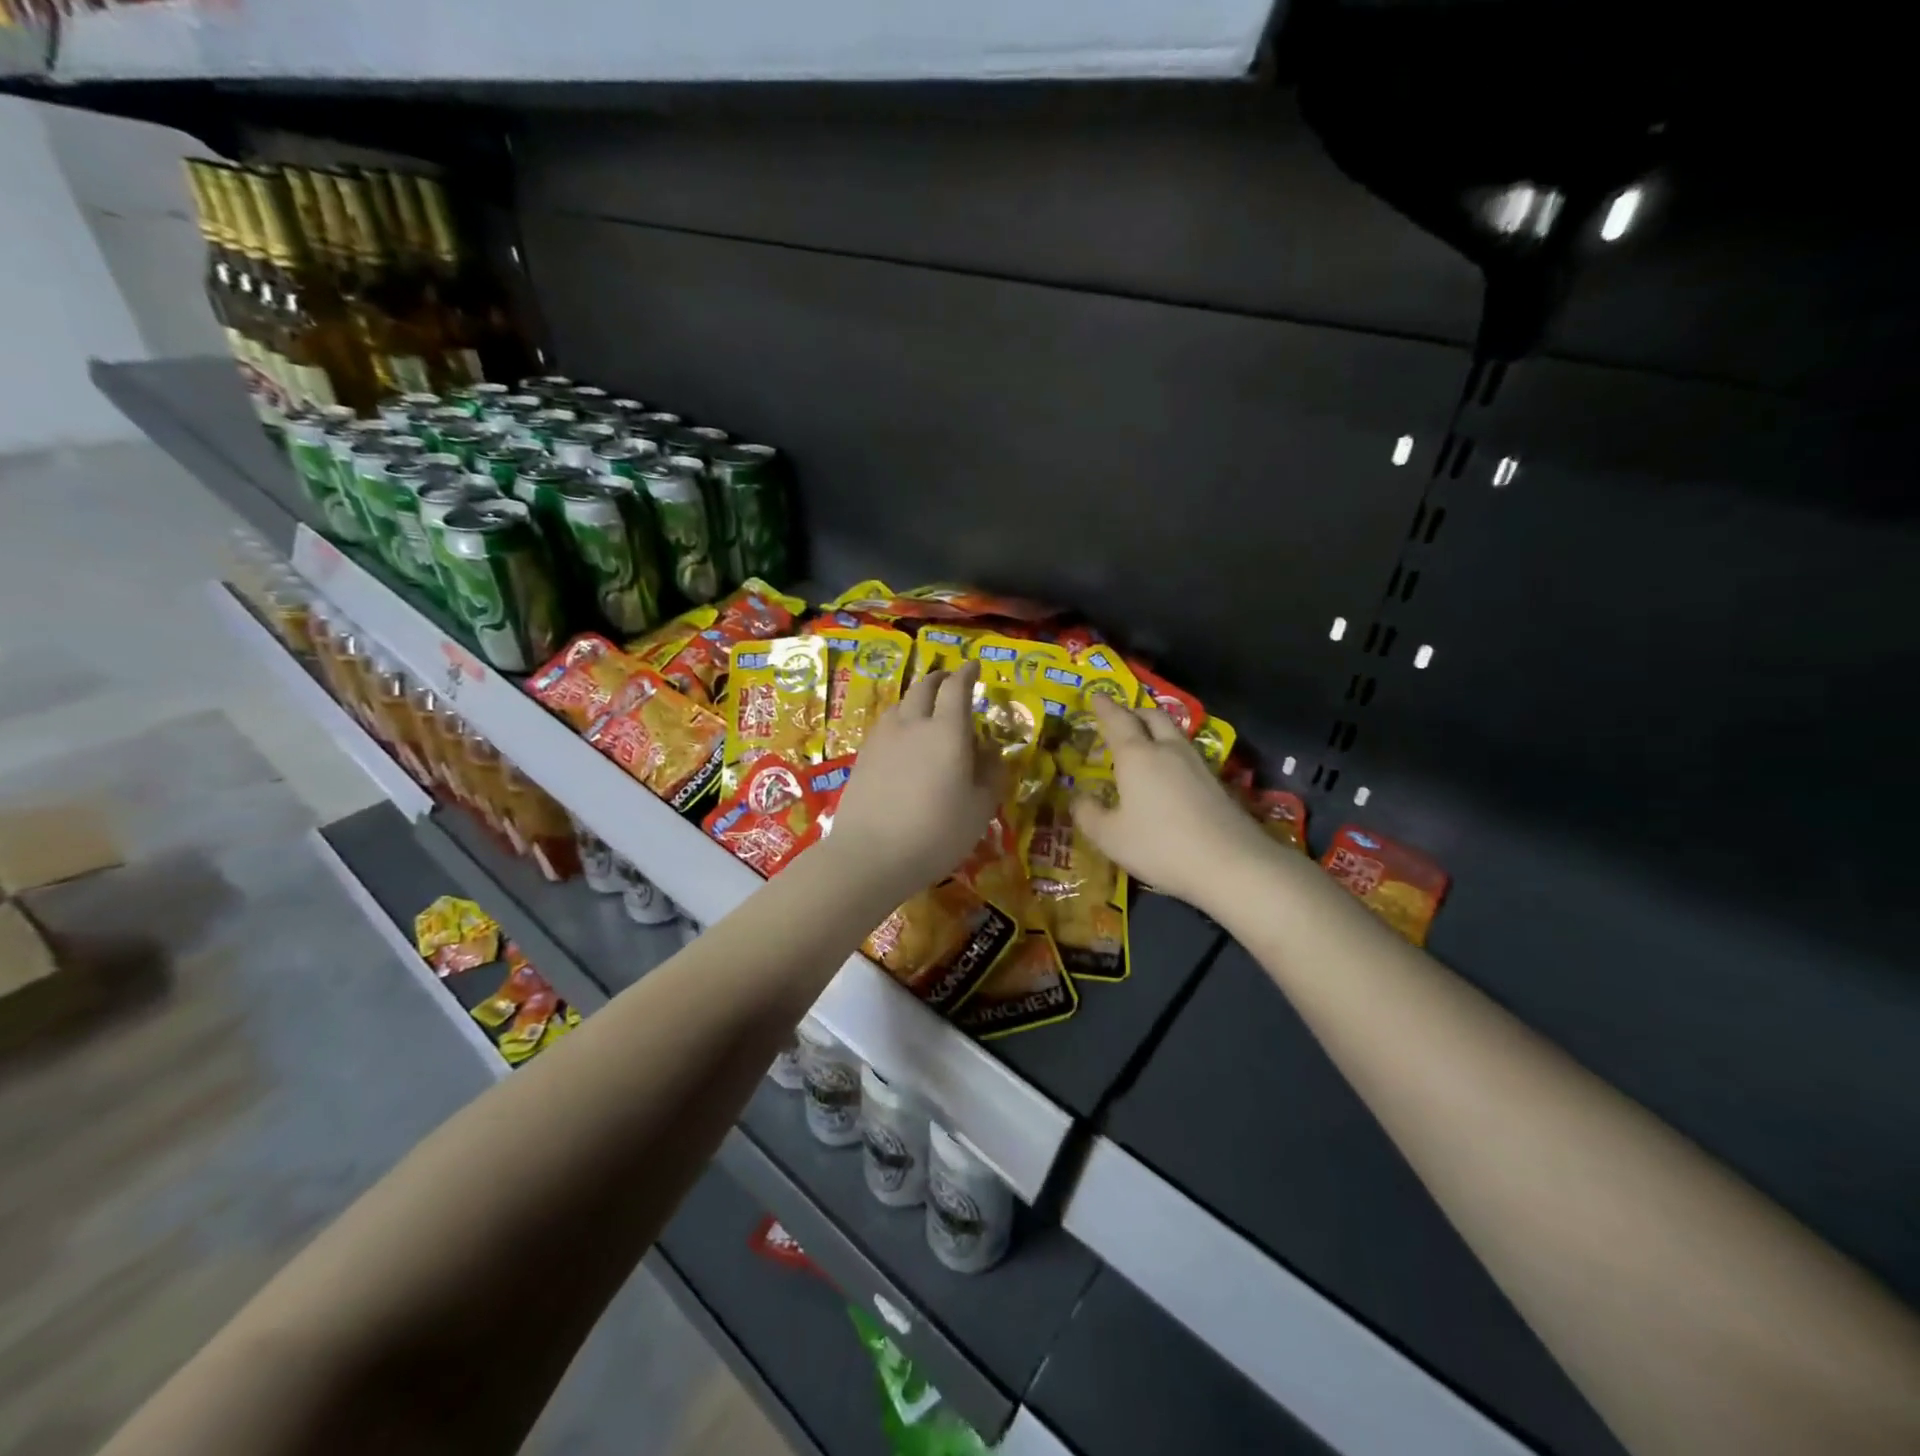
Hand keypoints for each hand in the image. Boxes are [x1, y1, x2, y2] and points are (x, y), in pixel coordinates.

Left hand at [827, 663, 1006, 900]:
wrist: (870, 855)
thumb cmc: (936, 833)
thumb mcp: (979, 809)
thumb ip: (990, 774)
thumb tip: (992, 752)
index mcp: (947, 731)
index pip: (957, 688)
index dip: (967, 674)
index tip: (974, 667)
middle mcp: (912, 724)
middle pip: (924, 688)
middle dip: (939, 679)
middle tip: (949, 681)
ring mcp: (882, 739)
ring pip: (900, 705)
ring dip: (916, 699)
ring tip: (925, 711)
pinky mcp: (863, 757)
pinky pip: (885, 726)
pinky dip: (899, 722)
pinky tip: (902, 740)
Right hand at [1072, 695, 1278, 911]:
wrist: (1231, 863)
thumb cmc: (1160, 845)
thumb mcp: (1110, 837)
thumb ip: (1089, 814)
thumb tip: (1079, 798)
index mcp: (1137, 756)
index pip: (1117, 720)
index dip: (1104, 707)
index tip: (1096, 696)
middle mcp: (1167, 750)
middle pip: (1151, 717)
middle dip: (1133, 712)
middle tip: (1120, 719)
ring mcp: (1197, 764)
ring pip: (1173, 733)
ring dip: (1155, 730)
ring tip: (1143, 744)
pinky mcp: (1217, 783)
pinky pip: (1187, 754)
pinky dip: (1171, 753)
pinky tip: (1169, 773)